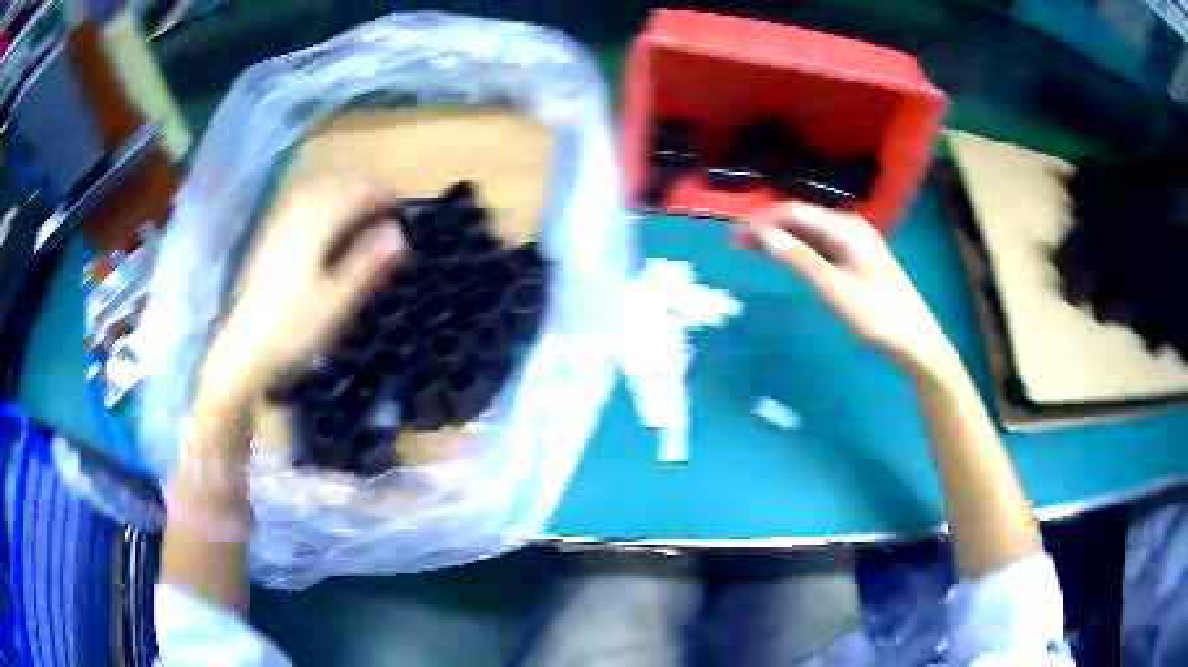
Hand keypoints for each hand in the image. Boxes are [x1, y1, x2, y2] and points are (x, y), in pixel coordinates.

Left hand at [199, 177, 407, 410]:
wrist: (244, 351)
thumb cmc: (294, 329)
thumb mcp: (337, 301)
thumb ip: (366, 263)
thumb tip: (398, 232)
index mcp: (314, 229)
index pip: (352, 196)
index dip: (378, 193)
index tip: (400, 200)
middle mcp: (294, 219)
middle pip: (330, 186)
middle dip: (358, 187)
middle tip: (381, 200)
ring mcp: (276, 228)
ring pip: (310, 191)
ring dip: (336, 189)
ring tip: (355, 203)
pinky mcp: (266, 242)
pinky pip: (296, 204)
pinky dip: (316, 199)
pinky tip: (320, 217)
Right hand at [734, 202, 957, 376]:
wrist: (917, 342)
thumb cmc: (880, 318)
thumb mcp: (837, 291)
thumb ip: (801, 260)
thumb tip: (763, 234)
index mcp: (847, 228)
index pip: (795, 212)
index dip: (762, 220)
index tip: (733, 234)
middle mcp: (850, 226)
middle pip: (801, 218)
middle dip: (767, 227)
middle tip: (735, 243)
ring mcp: (855, 242)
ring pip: (810, 231)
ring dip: (780, 237)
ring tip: (750, 248)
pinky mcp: (857, 257)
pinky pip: (821, 244)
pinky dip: (798, 248)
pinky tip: (785, 256)